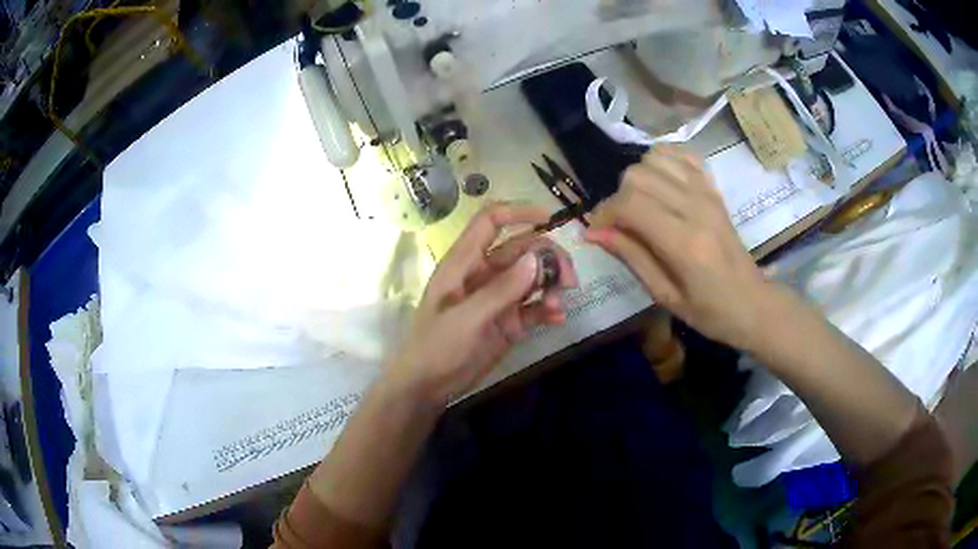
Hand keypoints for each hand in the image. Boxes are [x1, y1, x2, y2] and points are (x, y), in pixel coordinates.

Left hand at [383, 203, 577, 404]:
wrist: (428, 386)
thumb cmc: (436, 346)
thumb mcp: (465, 319)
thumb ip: (501, 290)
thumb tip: (536, 259)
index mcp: (464, 263)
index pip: (490, 222)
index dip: (518, 212)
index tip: (550, 219)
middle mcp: (484, 274)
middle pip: (522, 249)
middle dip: (548, 258)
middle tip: (568, 279)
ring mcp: (498, 298)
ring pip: (533, 277)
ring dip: (551, 284)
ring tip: (558, 304)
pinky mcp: (508, 322)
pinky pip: (534, 307)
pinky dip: (548, 309)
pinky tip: (558, 318)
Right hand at [584, 146, 772, 349]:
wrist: (753, 303)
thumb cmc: (710, 311)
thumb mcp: (665, 296)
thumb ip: (631, 257)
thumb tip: (593, 232)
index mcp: (684, 243)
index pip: (630, 204)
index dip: (605, 213)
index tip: (598, 231)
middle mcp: (695, 208)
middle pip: (638, 175)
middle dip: (618, 196)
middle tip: (621, 223)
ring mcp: (707, 193)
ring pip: (655, 158)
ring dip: (639, 178)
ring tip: (640, 204)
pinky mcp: (714, 188)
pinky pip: (681, 155)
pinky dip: (662, 161)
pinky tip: (660, 183)